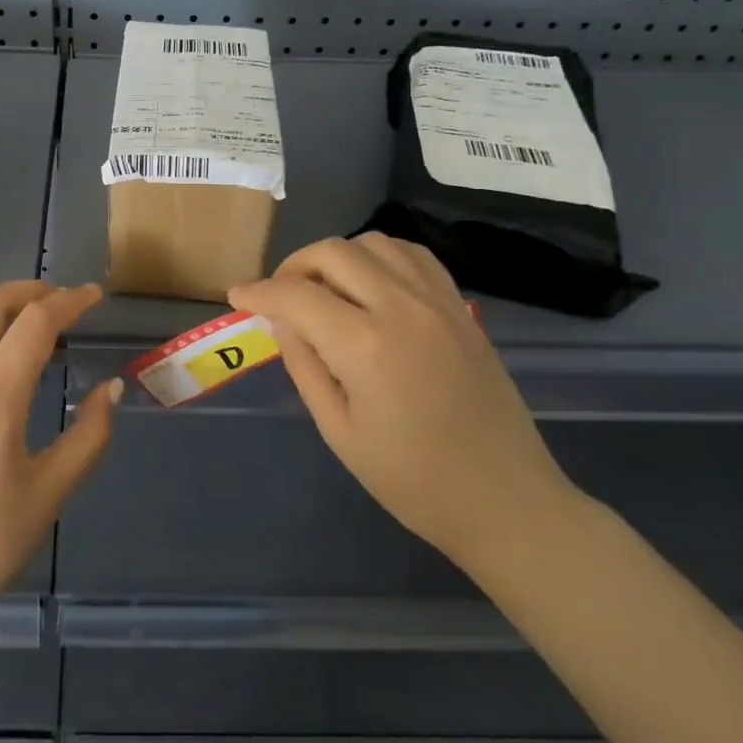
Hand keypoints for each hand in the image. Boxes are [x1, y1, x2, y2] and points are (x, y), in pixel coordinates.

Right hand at [230, 234, 576, 570]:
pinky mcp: (461, 307)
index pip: (295, 295)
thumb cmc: (412, 480)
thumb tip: (281, 320)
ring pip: (374, 243)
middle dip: (293, 266)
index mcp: (365, 346)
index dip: (258, 291)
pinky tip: (371, 284)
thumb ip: (304, 365)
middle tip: (278, 296)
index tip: (237, 296)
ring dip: (337, 256)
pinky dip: (381, 257)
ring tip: (324, 288)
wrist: (504, 500)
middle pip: (332, 253)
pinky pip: (414, 256)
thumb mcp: (339, 431)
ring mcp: (438, 302)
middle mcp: (402, 308)